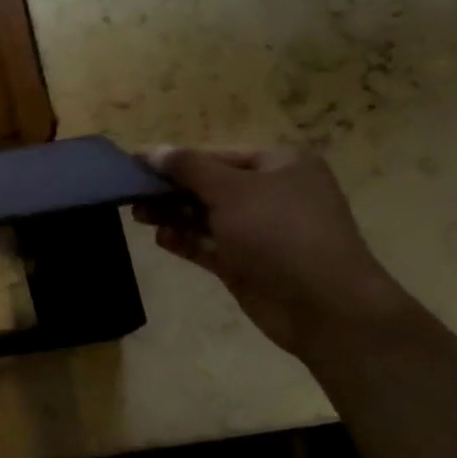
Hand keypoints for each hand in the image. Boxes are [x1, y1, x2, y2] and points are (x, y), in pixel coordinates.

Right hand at [134, 147, 414, 357]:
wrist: (324, 306)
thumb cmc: (280, 233)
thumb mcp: (232, 190)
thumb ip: (188, 168)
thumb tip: (152, 151)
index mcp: (279, 165)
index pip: (218, 154)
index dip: (176, 158)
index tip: (136, 163)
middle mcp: (271, 195)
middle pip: (209, 185)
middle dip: (171, 189)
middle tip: (132, 194)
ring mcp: (259, 232)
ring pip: (206, 216)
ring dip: (173, 215)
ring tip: (138, 216)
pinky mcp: (247, 264)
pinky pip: (209, 246)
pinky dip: (185, 241)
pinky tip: (161, 239)